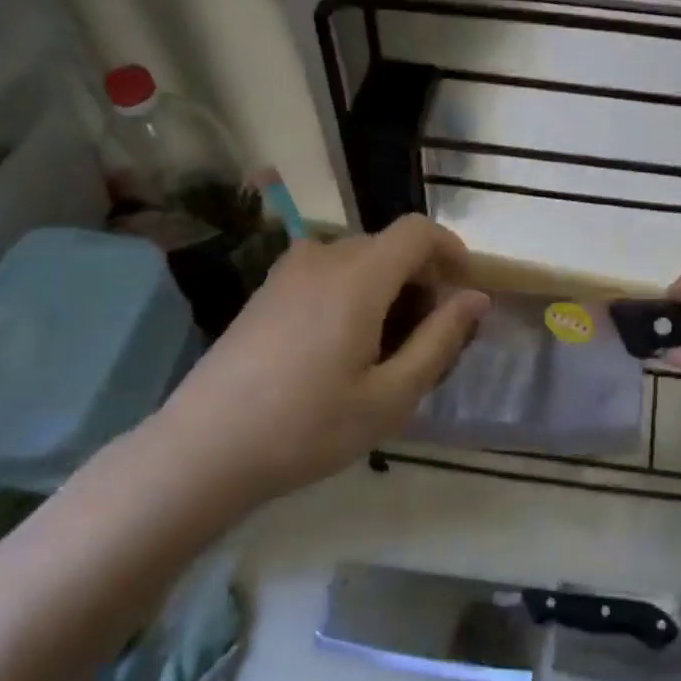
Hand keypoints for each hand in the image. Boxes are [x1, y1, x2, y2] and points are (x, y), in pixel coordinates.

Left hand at [139, 216, 489, 522]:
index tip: (464, 293)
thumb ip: (440, 340)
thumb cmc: (308, 427)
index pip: (418, 231)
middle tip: (428, 343)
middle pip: (389, 248)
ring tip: (386, 353)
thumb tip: (476, 298)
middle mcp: (322, 258)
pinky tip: (342, 351)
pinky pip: (326, 275)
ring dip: (387, 290)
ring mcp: (287, 273)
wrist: (204, 449)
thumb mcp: (391, 395)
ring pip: (358, 262)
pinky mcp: (266, 292)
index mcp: (358, 276)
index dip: (452, 251)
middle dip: (421, 282)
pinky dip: (353, 295)